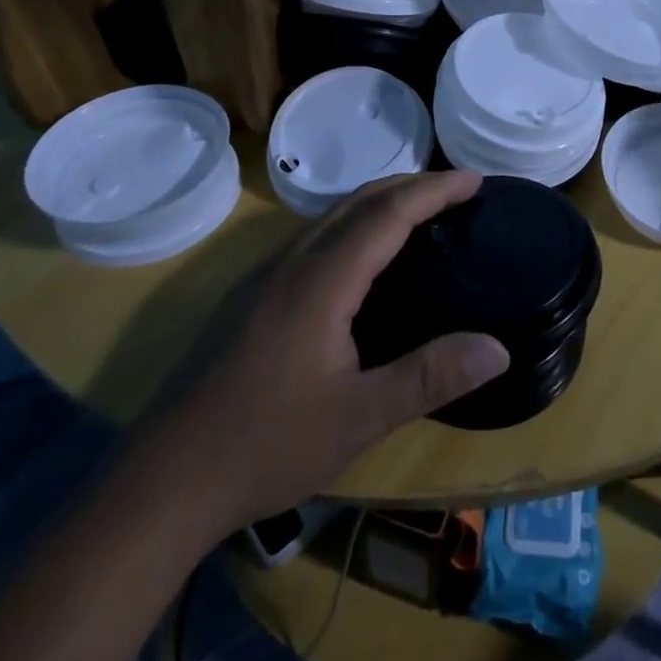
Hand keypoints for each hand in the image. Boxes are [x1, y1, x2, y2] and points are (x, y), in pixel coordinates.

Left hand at [148, 171, 509, 534]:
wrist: (162, 481)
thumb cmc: (265, 445)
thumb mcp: (358, 419)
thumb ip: (429, 377)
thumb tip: (498, 348)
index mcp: (321, 280)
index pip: (387, 213)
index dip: (433, 191)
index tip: (475, 179)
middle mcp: (291, 262)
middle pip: (357, 200)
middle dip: (410, 185)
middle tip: (456, 189)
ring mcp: (263, 277)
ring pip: (330, 215)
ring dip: (378, 201)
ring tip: (418, 212)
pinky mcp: (249, 297)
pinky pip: (312, 236)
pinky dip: (352, 224)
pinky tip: (360, 257)